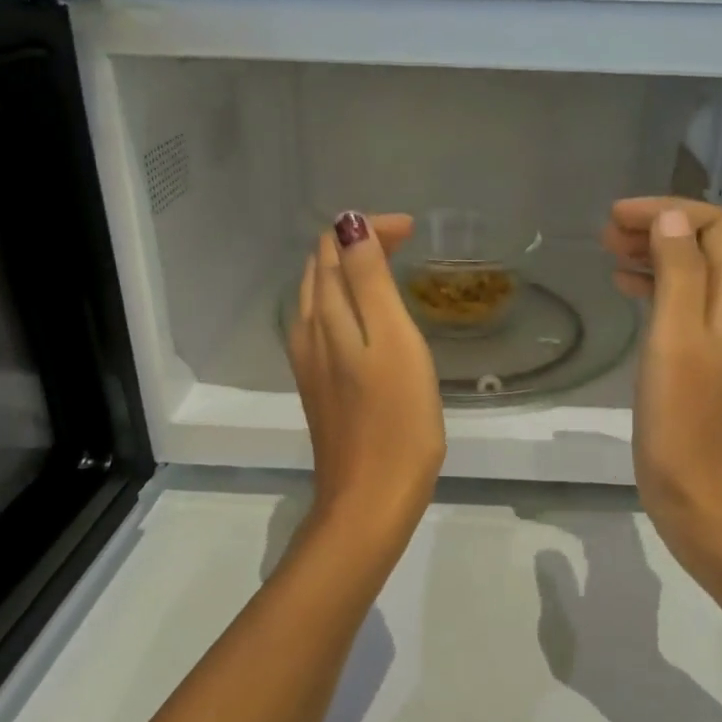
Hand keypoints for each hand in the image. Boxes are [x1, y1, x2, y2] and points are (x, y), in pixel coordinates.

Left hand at [288, 212, 445, 538]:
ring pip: (320, 297)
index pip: (333, 247)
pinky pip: (325, 326)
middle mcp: (308, 332)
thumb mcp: (391, 341)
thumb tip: (349, 223)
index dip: (368, 229)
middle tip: (405, 244)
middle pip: (322, 269)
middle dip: (358, 244)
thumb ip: (368, 281)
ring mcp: (310, 363)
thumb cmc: (396, 421)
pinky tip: (371, 320)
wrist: (370, 498)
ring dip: (350, 273)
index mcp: (325, 316)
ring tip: (390, 271)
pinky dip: (346, 304)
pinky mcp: (319, 387)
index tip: (413, 231)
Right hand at [600, 197, 721, 560]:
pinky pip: (686, 311)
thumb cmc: (682, 416)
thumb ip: (678, 272)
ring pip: (694, 280)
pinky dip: (657, 293)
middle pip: (706, 250)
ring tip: (610, 256)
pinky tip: (628, 295)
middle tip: (608, 233)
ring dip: (656, 259)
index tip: (618, 216)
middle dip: (660, 231)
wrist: (699, 493)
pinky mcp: (708, 367)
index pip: (715, 227)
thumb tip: (671, 221)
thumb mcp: (675, 335)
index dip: (669, 211)